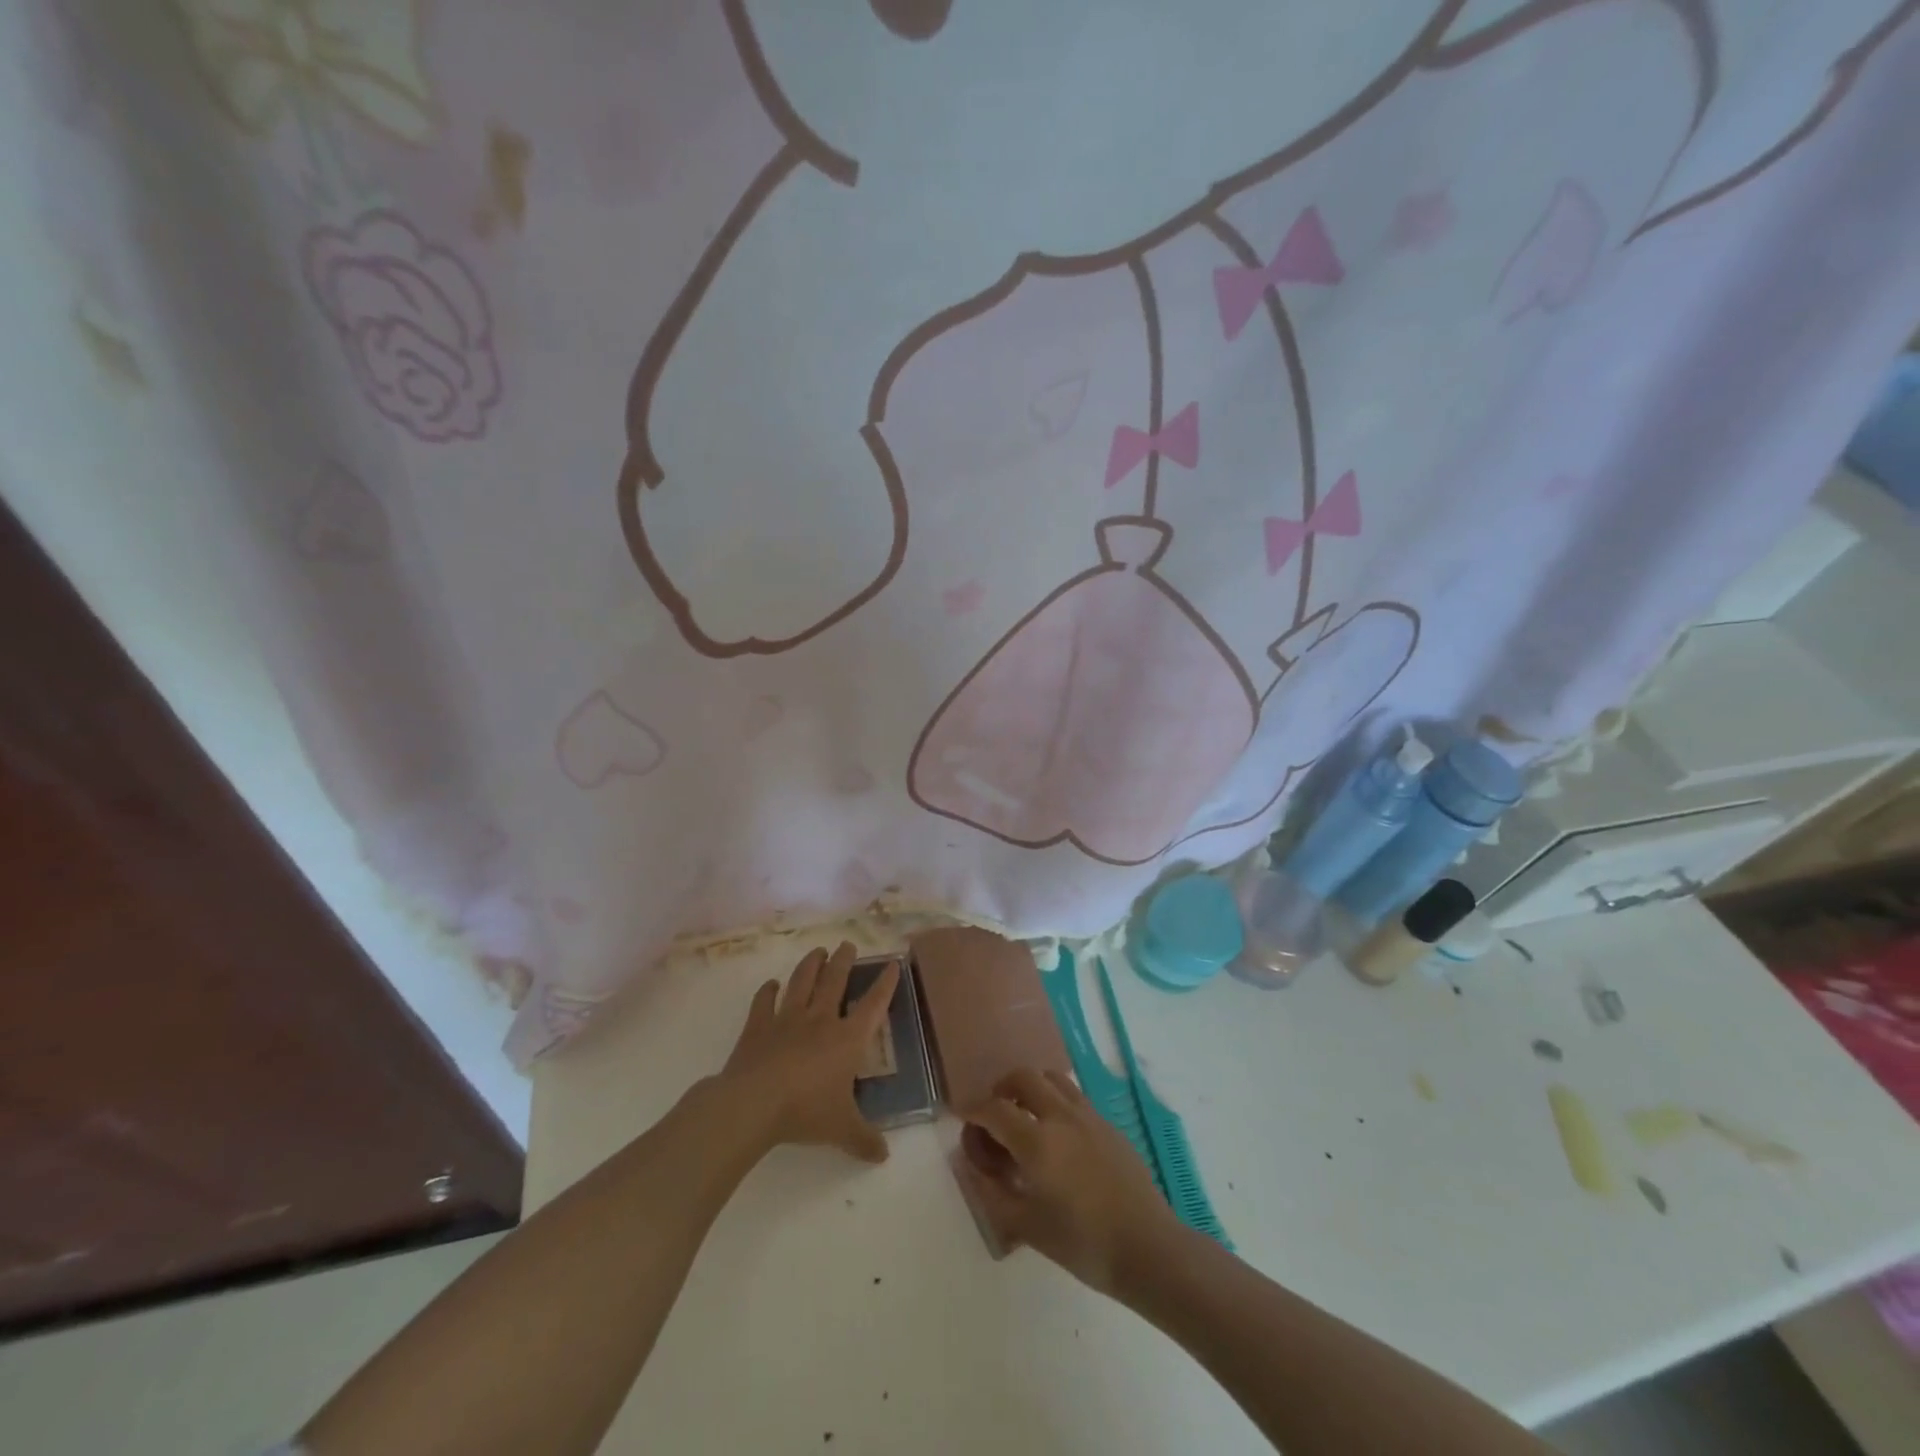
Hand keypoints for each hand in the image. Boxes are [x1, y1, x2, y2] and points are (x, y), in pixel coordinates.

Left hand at [720, 941, 898, 1164]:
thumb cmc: (806, 1111)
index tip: (892, 963)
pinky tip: (771, 985)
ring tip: (817, 951)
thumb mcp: (842, 1129)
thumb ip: (864, 1140)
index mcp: (847, 1039)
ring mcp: (787, 1019)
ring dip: (811, 965)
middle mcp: (820, 1020)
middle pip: (835, 981)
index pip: (873, 1005)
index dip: (885, 984)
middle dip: (844, 961)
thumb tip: (883, 1156)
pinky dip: (768, 991)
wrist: (754, 1103)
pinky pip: (764, 1001)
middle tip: (847, 945)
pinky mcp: (758, 1026)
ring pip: (802, 981)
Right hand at [962, 1068, 1182, 1295]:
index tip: (961, 1116)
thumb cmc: (1083, 1244)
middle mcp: (1061, 1116)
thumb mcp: (1027, 1227)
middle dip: (1002, 1088)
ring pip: (1052, 1078)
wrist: (1148, 1248)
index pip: (994, 1110)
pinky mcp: (1108, 1124)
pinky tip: (1058, 1135)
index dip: (973, 1110)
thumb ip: (994, 1193)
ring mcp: (1088, 1116)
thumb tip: (974, 1167)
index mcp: (1037, 1142)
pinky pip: (1074, 1096)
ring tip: (1025, 1115)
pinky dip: (1055, 1101)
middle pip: (1024, 1077)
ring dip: (1032, 1088)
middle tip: (995, 1113)